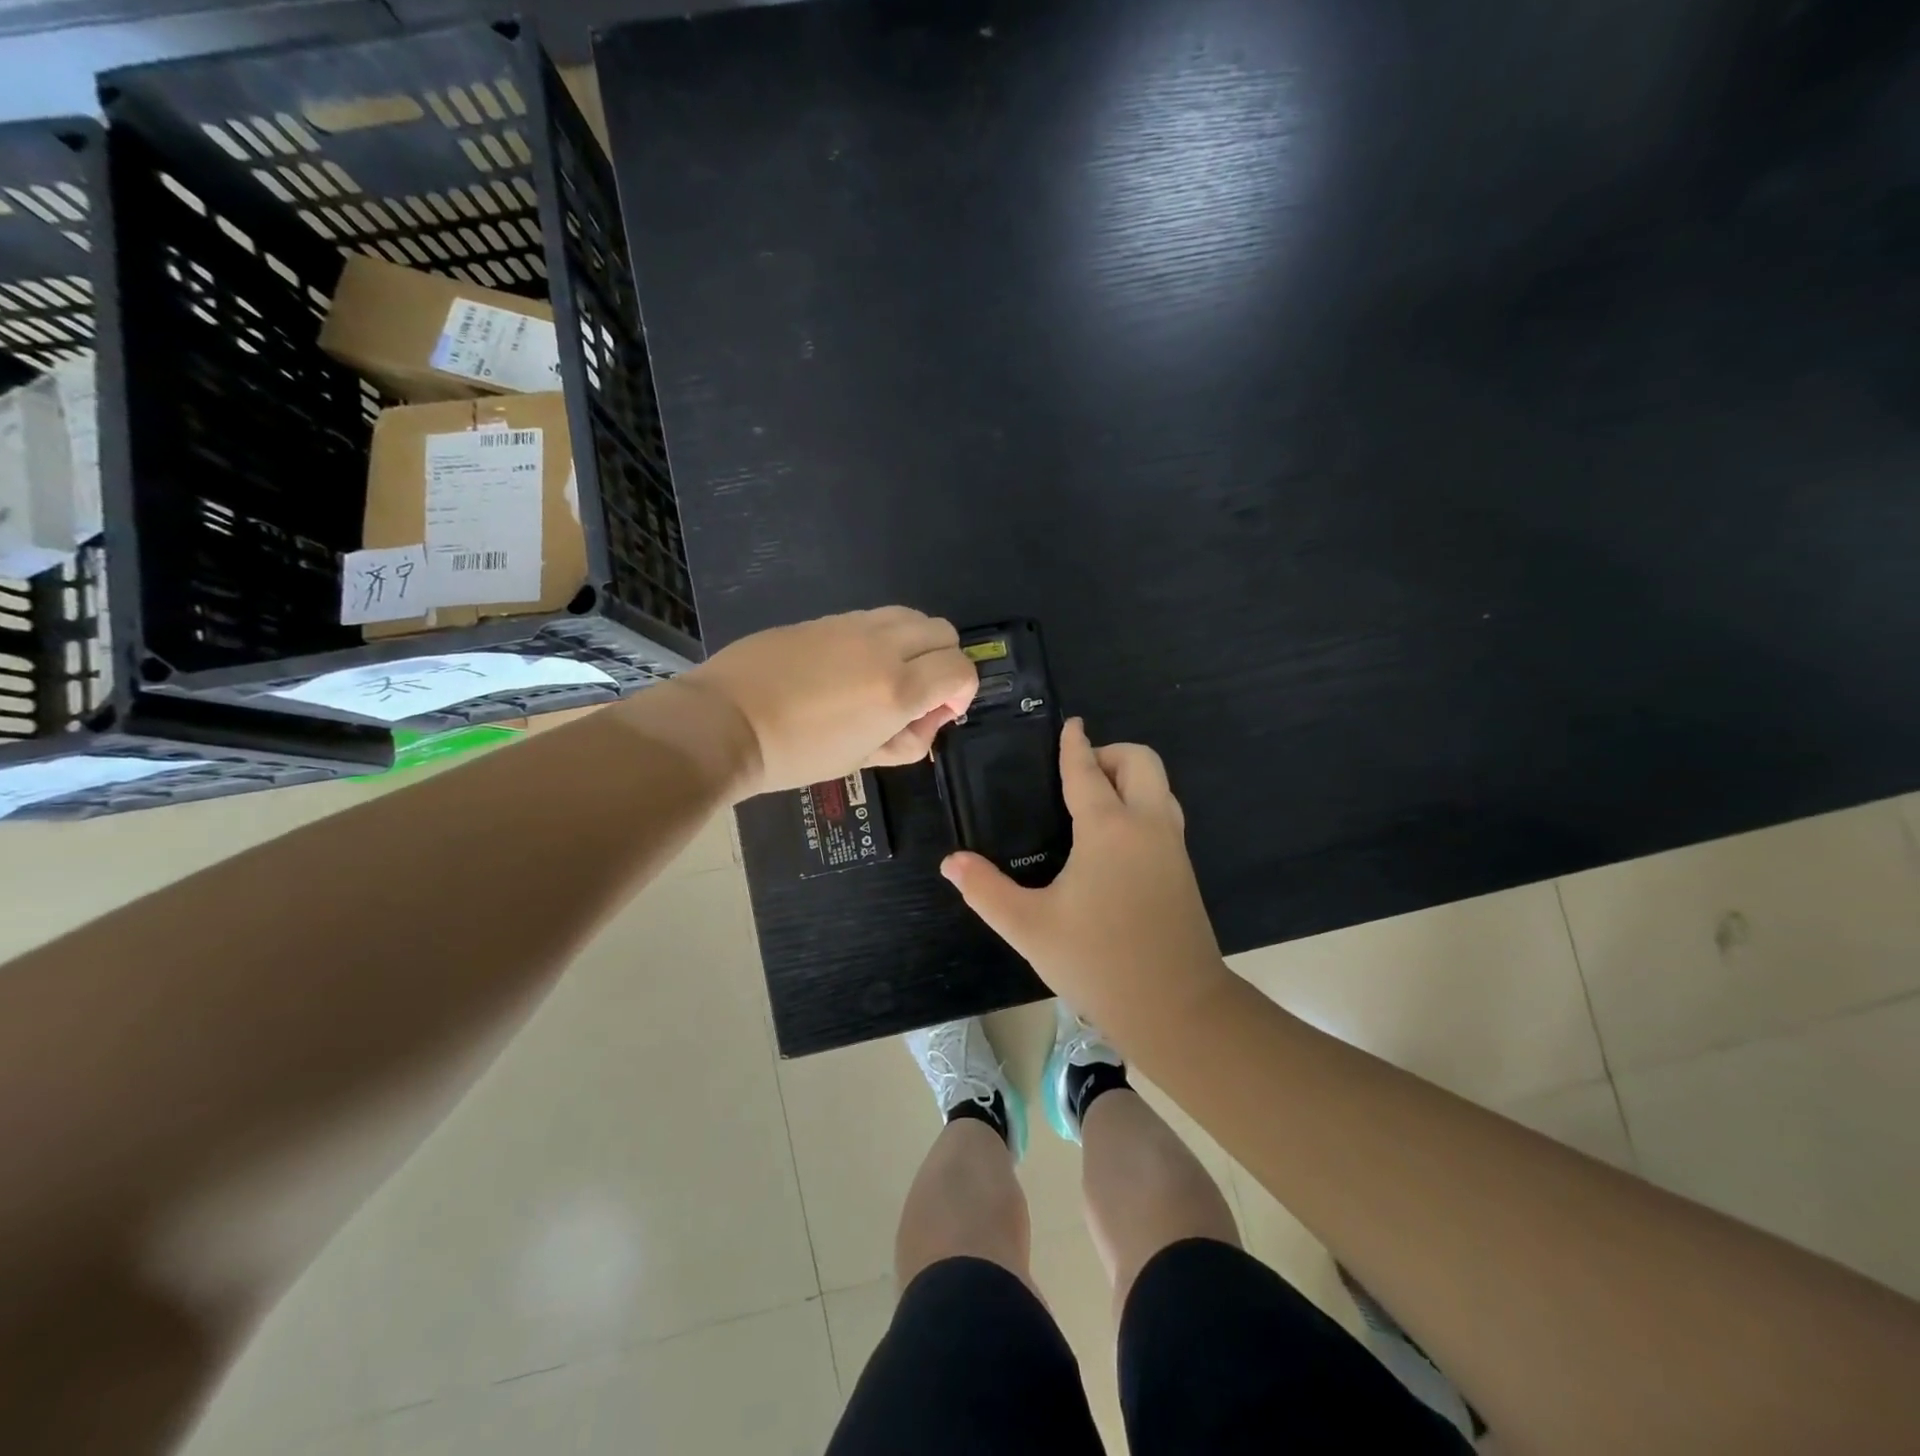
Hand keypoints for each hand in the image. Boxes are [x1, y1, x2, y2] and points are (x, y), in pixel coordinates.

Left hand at [676, 607, 977, 797]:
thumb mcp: (861, 760)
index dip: (963, 692)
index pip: (961, 669)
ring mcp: (852, 625)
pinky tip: (853, 665)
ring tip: (889, 675)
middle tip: (919, 694)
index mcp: (898, 689)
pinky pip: (874, 617)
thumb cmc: (795, 754)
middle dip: (944, 662)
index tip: (940, 713)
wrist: (726, 723)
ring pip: (911, 615)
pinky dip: (883, 636)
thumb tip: (927, 720)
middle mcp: (884, 647)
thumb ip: (907, 740)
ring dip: (916, 643)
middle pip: (943, 632)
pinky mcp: (825, 618)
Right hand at [940, 718, 1230, 1043]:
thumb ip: (986, 890)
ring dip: (1130, 778)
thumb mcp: (1030, 928)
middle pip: (1140, 761)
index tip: (1069, 725)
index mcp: (1109, 828)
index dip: (1074, 744)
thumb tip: (951, 862)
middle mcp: (1147, 825)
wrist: (1177, 1008)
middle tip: (1077, 777)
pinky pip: (1164, 814)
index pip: (1087, 770)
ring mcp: (1172, 847)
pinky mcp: (1184, 870)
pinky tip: (1112, 842)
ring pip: (1159, 786)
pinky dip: (1141, 804)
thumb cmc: (1099, 961)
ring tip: (1092, 804)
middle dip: (1110, 753)